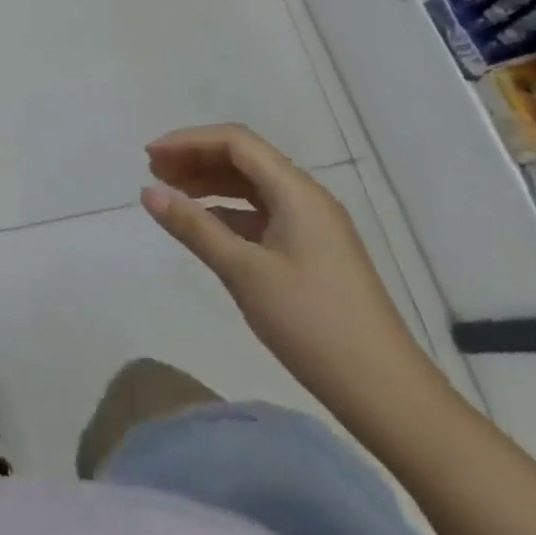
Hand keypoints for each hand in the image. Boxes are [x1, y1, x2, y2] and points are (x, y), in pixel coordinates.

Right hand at [140, 124, 435, 420]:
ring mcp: (312, 226)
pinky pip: (262, 214)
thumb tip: (148, 191)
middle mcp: (306, 198)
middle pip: (244, 159)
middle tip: (153, 171)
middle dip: (196, 158)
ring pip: (252, 186)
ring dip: (210, 184)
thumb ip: (194, 227)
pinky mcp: (312, 252)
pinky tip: (204, 227)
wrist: (387, 394)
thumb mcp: (245, 273)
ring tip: (170, 194)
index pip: (235, 142)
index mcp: (296, 191)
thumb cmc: (313, 325)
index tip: (150, 156)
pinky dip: (228, 212)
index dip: (189, 141)